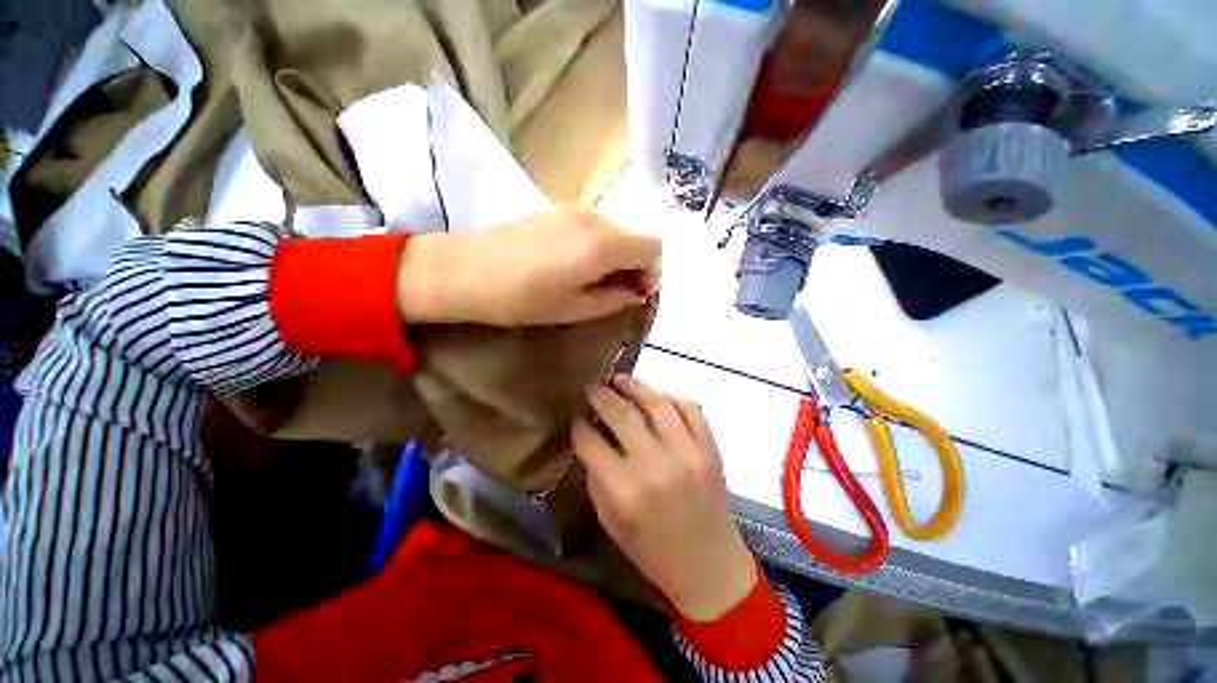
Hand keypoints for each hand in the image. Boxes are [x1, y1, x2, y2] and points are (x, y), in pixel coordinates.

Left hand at [396, 209, 659, 326]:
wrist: (465, 270)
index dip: (656, 272)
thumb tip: (638, 293)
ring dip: (617, 257)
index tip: (641, 293)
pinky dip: (598, 247)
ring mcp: (575, 210)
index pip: (654, 248)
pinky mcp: (558, 210)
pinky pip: (594, 228)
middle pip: (636, 238)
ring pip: (615, 233)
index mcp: (604, 245)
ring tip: (594, 281)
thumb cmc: (522, 298)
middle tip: (620, 292)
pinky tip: (574, 265)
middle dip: (637, 266)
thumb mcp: (575, 308)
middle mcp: (595, 220)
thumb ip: (615, 299)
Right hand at [573, 375, 757, 620]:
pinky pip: (692, 409)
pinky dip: (674, 397)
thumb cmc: (653, 551)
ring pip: (657, 403)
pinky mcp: (709, 449)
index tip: (576, 419)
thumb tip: (591, 441)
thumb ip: (597, 479)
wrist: (709, 567)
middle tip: (593, 389)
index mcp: (625, 492)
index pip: (591, 443)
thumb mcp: (610, 523)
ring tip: (620, 379)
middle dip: (601, 397)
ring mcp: (687, 453)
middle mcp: (655, 466)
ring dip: (635, 385)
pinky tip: (660, 395)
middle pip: (621, 415)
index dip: (579, 427)